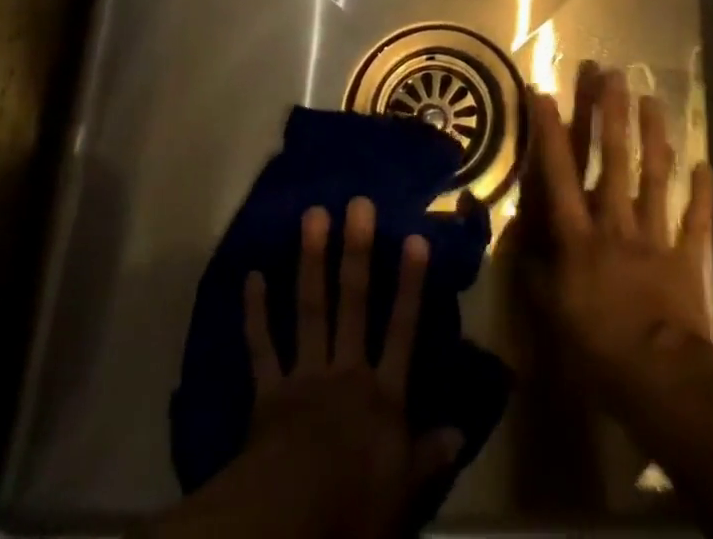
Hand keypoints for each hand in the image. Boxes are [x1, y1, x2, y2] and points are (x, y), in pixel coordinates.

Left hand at [238, 198, 461, 538]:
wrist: (288, 522)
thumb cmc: (353, 507)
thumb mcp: (403, 492)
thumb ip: (429, 457)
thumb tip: (461, 431)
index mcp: (382, 394)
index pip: (403, 329)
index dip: (410, 285)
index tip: (415, 238)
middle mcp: (346, 371)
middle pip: (355, 303)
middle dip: (358, 252)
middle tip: (358, 204)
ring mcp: (305, 375)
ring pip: (311, 309)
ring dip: (311, 261)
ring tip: (313, 215)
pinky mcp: (268, 392)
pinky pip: (261, 346)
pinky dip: (255, 312)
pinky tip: (251, 275)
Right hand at [523, 65, 712, 410]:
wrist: (661, 379)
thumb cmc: (597, 346)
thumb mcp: (550, 313)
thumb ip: (532, 271)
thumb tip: (515, 238)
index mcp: (579, 235)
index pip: (559, 173)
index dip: (551, 131)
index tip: (545, 92)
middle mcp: (615, 223)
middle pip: (613, 159)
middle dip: (610, 114)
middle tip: (611, 73)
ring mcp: (654, 236)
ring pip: (654, 177)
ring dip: (654, 136)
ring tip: (653, 99)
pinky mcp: (686, 258)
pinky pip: (695, 221)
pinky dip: (702, 194)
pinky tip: (706, 165)